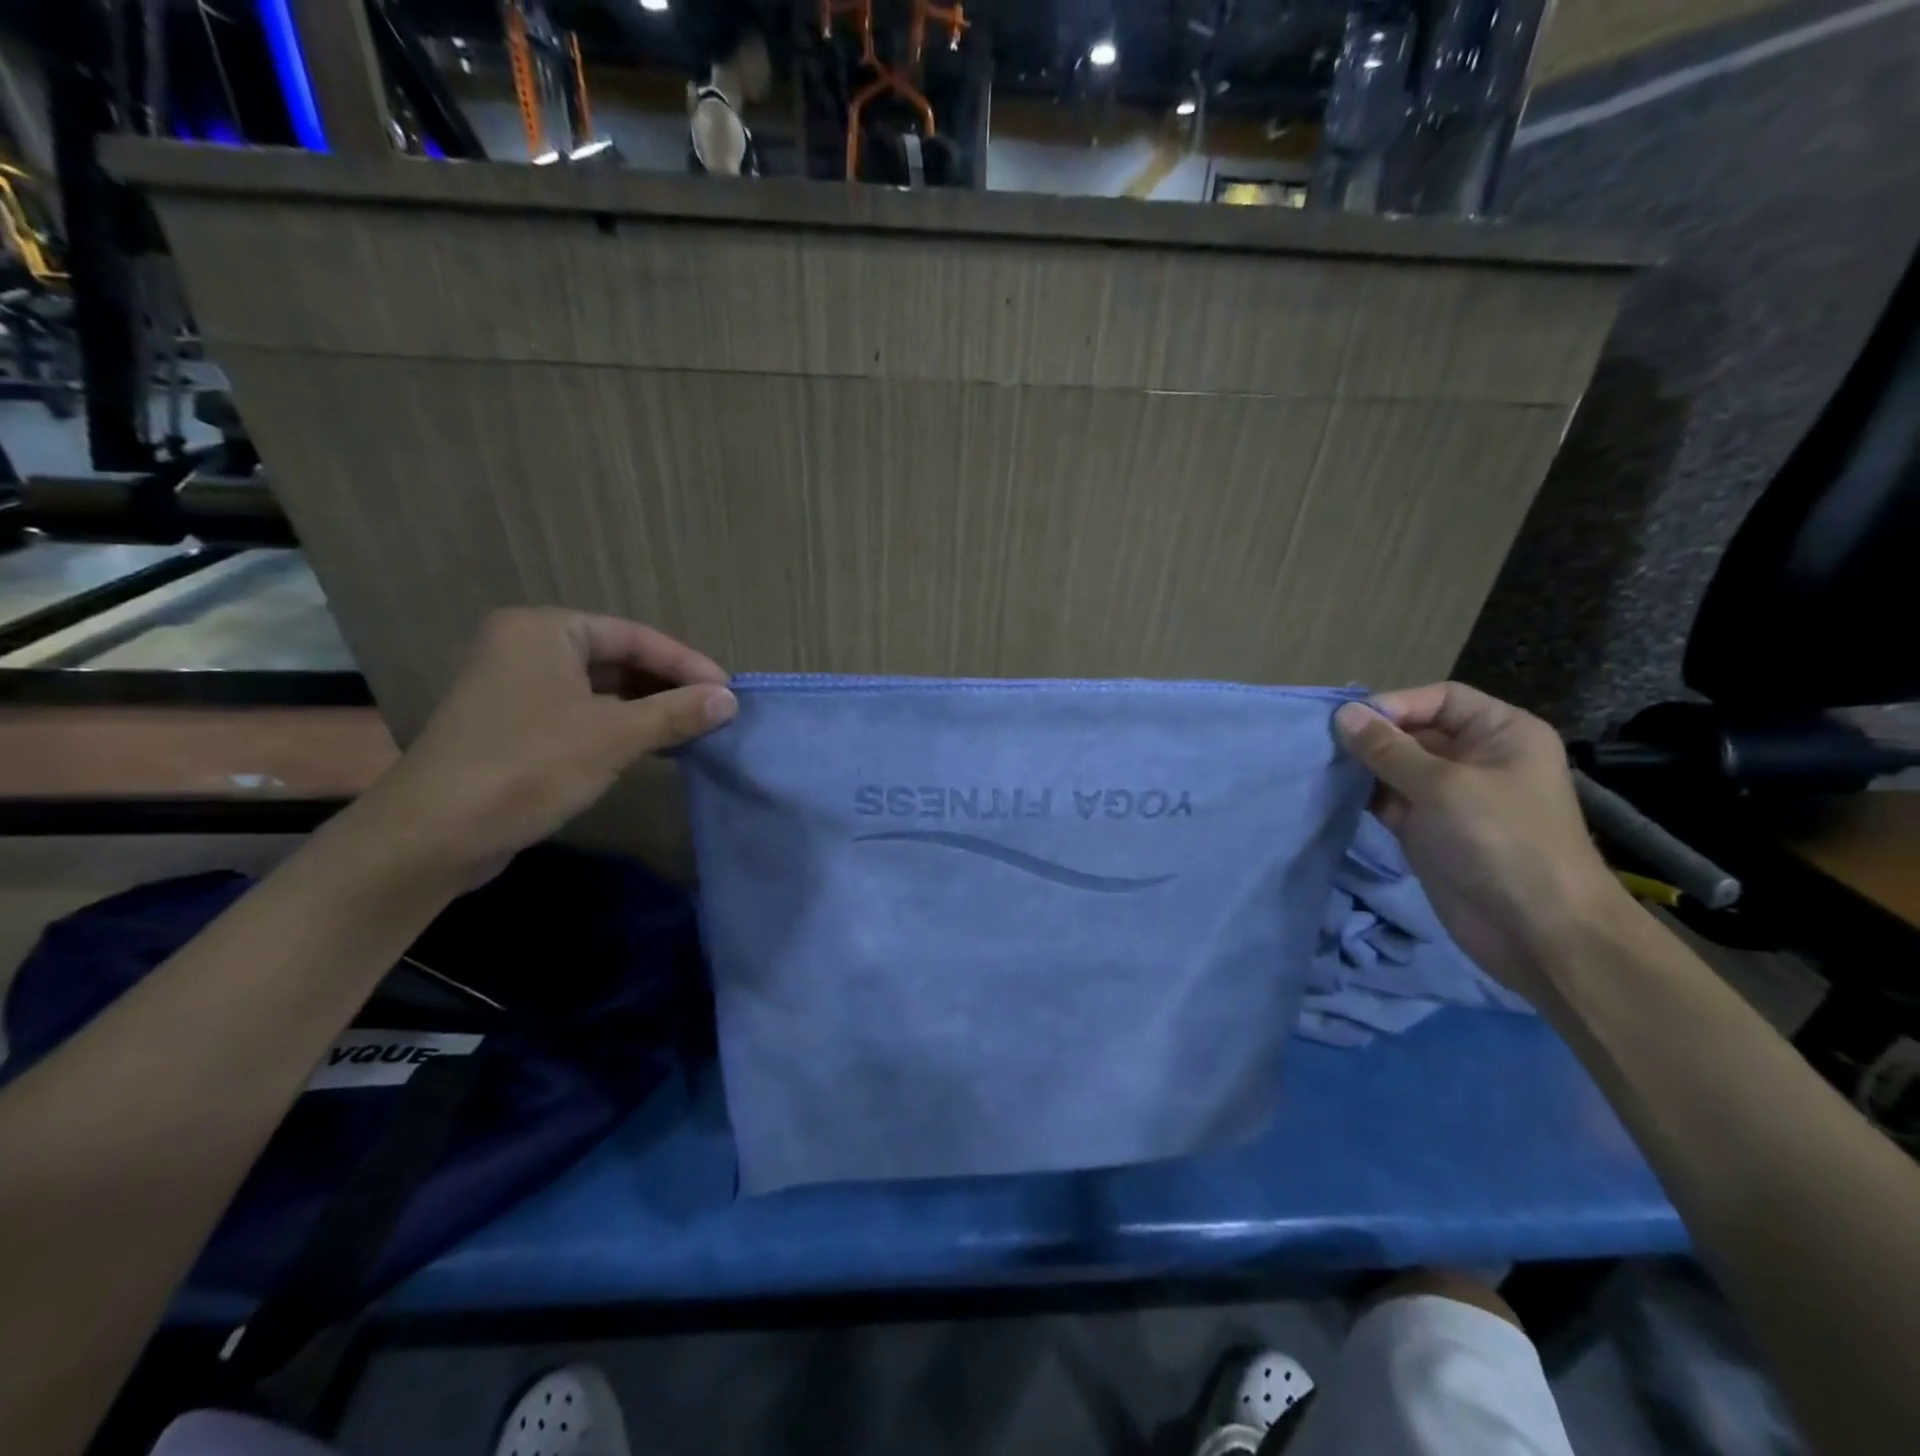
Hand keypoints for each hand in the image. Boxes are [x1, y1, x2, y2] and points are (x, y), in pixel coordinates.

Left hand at [353, 608, 735, 880]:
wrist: (433, 835)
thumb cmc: (528, 767)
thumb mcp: (614, 737)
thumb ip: (676, 713)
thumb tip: (730, 700)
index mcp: (545, 631)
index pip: (634, 636)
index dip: (686, 664)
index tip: (729, 692)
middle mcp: (527, 647)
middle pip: (618, 659)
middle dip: (668, 686)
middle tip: (715, 711)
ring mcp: (517, 687)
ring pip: (602, 688)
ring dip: (648, 709)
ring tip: (695, 729)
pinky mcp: (515, 725)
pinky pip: (582, 713)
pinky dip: (620, 726)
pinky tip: (654, 746)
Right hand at [1333, 683, 1628, 1001]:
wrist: (1536, 930)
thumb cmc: (1500, 841)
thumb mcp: (1442, 786)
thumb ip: (1388, 749)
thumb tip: (1344, 714)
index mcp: (1501, 734)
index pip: (1441, 699)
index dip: (1397, 704)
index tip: (1351, 723)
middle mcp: (1476, 759)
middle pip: (1414, 731)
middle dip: (1372, 737)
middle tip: (1323, 744)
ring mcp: (1451, 797)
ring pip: (1396, 767)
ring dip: (1362, 767)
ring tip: (1322, 767)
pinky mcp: (1428, 829)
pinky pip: (1389, 800)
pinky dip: (1363, 796)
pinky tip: (1332, 794)